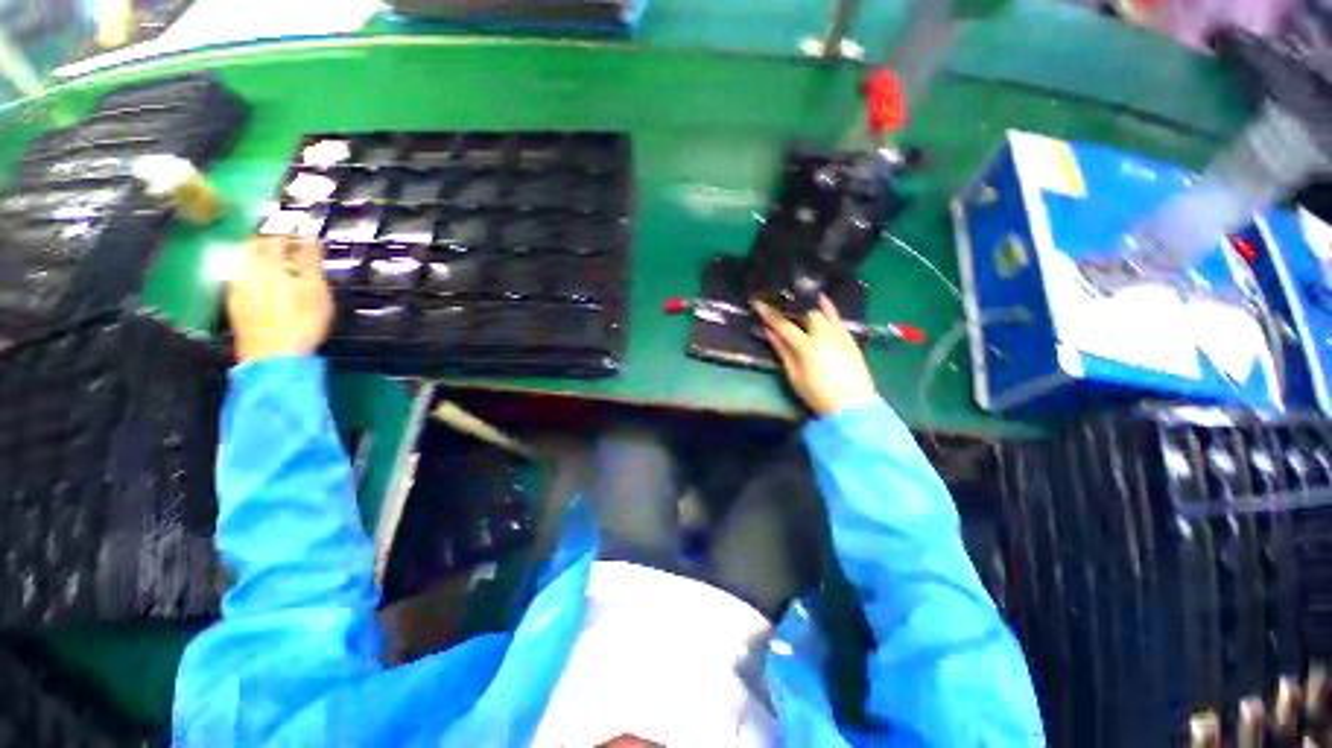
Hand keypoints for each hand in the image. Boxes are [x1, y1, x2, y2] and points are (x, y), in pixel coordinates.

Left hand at [227, 236, 332, 363]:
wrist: (275, 356)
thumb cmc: (301, 323)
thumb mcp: (316, 290)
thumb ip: (311, 261)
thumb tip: (310, 239)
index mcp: (266, 264)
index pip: (276, 237)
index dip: (291, 234)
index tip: (305, 237)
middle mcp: (245, 271)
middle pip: (254, 246)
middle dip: (271, 243)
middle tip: (290, 247)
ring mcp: (236, 288)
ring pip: (245, 263)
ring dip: (262, 259)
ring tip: (280, 266)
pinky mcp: (234, 304)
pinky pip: (241, 279)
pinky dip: (255, 276)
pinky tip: (267, 286)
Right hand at [753, 295, 879, 416]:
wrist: (853, 404)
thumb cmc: (817, 393)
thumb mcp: (794, 375)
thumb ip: (782, 351)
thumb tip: (769, 332)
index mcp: (806, 345)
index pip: (783, 324)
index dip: (769, 313)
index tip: (758, 303)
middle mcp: (824, 334)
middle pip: (807, 314)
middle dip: (795, 311)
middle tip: (785, 312)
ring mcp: (840, 334)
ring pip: (824, 312)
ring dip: (812, 307)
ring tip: (803, 301)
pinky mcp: (850, 338)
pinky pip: (838, 318)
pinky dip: (829, 310)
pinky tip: (823, 303)